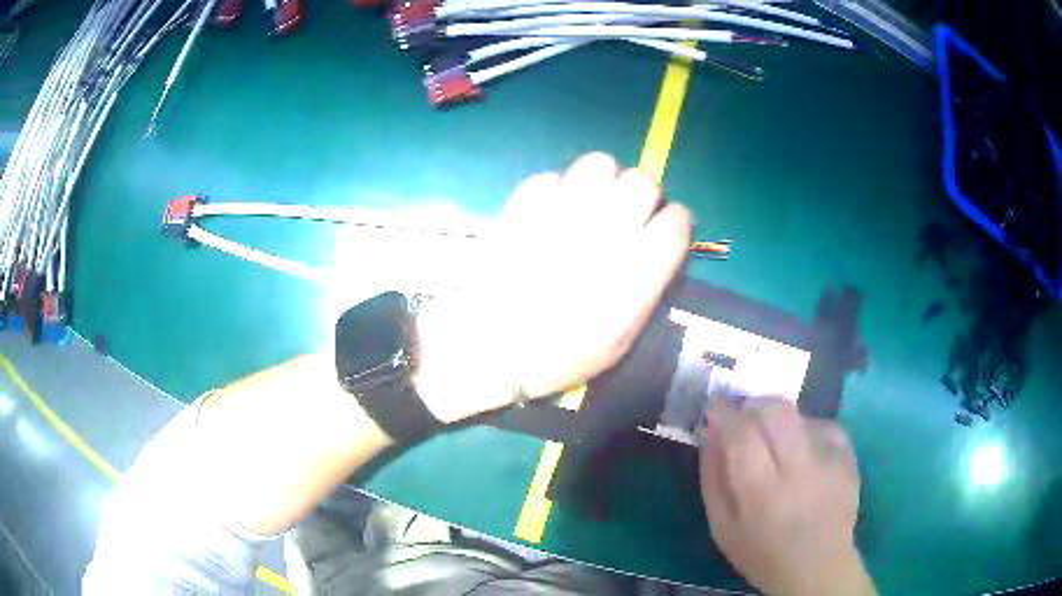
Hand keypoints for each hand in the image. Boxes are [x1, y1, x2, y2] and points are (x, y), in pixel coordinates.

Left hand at [414, 152, 691, 422]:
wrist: (490, 348)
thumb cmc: (559, 355)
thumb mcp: (621, 340)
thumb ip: (649, 288)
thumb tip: (659, 246)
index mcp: (636, 271)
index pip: (677, 221)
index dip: (675, 223)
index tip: (664, 231)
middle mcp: (606, 232)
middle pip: (644, 182)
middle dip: (642, 196)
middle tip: (626, 216)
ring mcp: (562, 211)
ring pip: (600, 163)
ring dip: (603, 181)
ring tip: (590, 204)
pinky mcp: (524, 203)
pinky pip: (553, 176)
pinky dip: (557, 191)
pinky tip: (550, 214)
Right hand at [700, 399, 874, 595]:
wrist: (818, 567)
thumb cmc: (761, 553)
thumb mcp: (722, 527)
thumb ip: (713, 477)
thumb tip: (709, 431)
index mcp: (763, 494)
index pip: (742, 435)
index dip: (724, 413)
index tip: (715, 407)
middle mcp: (800, 470)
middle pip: (776, 411)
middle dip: (753, 404)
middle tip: (743, 418)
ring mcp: (830, 460)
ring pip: (800, 414)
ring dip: (777, 418)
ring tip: (773, 442)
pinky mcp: (848, 456)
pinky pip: (823, 424)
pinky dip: (806, 428)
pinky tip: (801, 450)